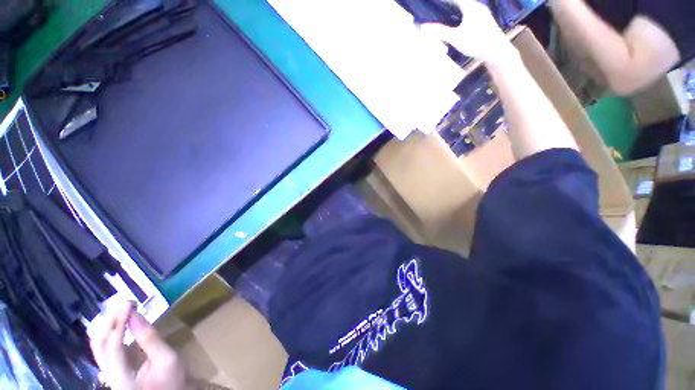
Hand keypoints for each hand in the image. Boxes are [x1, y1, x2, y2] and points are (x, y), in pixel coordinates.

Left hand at [90, 302, 190, 389]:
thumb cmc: (173, 379)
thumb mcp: (167, 359)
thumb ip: (150, 339)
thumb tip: (135, 315)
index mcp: (122, 379)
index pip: (113, 347)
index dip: (119, 324)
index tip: (130, 304)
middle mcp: (109, 377)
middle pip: (99, 347)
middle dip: (109, 322)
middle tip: (124, 305)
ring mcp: (109, 375)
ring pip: (98, 347)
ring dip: (108, 326)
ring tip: (121, 311)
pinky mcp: (113, 372)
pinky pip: (104, 350)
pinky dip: (110, 333)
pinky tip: (119, 324)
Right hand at [420, 0, 517, 65]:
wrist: (496, 51)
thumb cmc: (475, 42)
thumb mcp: (455, 38)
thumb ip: (439, 31)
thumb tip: (423, 27)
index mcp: (470, 6)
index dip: (442, 0)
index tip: (432, 2)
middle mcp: (477, 6)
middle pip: (460, 1)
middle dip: (448, 4)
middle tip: (437, 7)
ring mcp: (482, 13)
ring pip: (466, 7)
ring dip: (455, 8)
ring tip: (444, 12)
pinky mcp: (484, 20)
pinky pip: (470, 12)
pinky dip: (461, 13)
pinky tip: (457, 20)